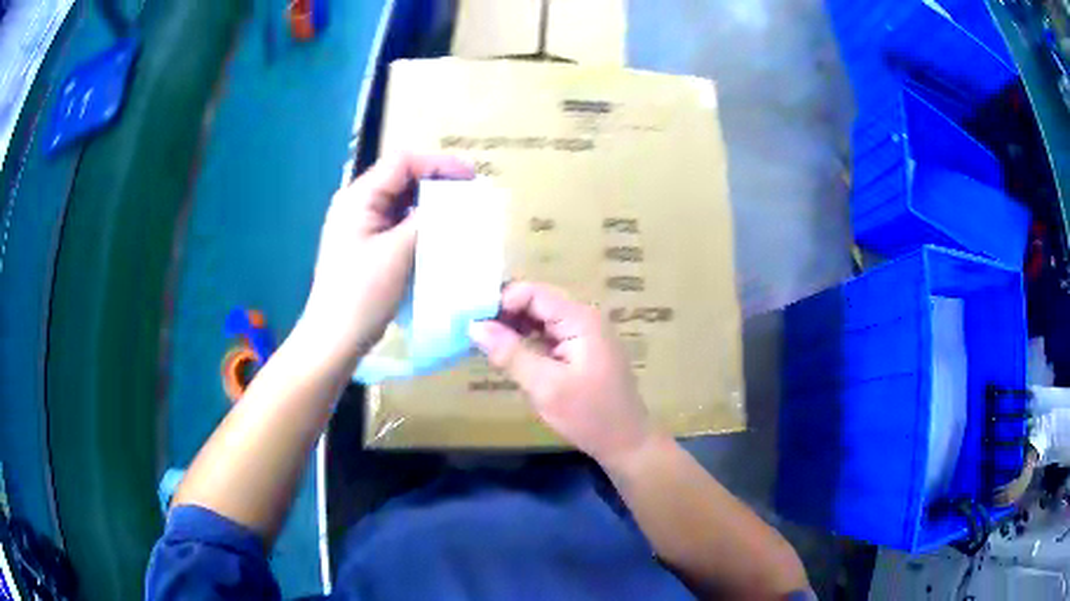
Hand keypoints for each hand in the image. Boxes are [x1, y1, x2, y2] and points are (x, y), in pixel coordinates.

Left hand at [300, 153, 473, 360]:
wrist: (335, 339)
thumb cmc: (361, 294)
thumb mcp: (398, 253)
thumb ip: (428, 221)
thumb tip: (461, 202)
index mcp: (358, 197)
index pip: (402, 162)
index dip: (439, 163)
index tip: (471, 176)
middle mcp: (358, 204)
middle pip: (402, 178)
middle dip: (438, 183)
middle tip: (471, 196)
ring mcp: (361, 225)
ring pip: (403, 202)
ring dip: (431, 205)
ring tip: (462, 214)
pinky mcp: (368, 245)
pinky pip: (399, 224)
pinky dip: (421, 224)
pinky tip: (441, 235)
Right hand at [468, 282, 654, 464]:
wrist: (627, 442)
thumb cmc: (589, 415)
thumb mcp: (545, 386)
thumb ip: (510, 353)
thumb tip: (474, 325)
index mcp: (579, 319)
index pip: (533, 293)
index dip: (501, 302)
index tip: (473, 321)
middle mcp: (583, 319)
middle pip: (537, 303)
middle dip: (505, 315)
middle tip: (472, 333)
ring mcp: (584, 335)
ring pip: (540, 320)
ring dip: (514, 329)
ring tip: (483, 343)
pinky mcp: (581, 351)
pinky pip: (549, 336)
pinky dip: (527, 342)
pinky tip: (508, 354)